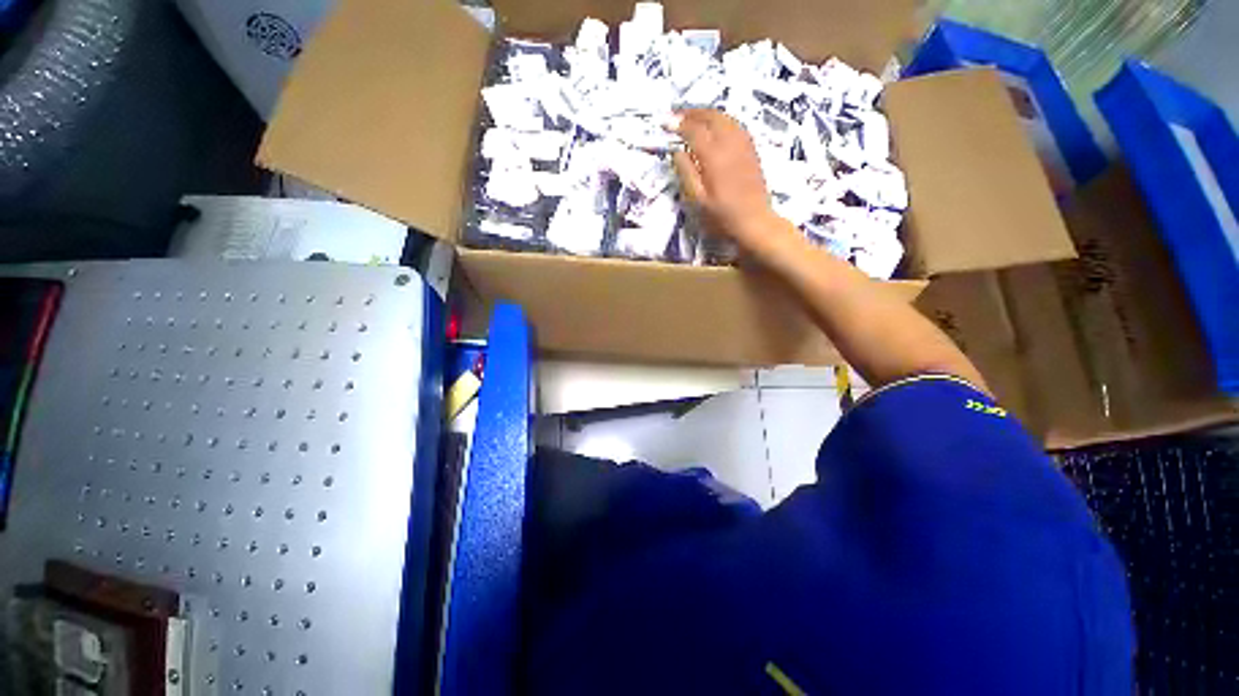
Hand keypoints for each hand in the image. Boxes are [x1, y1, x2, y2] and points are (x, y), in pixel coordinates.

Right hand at [672, 109, 787, 249]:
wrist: (754, 221)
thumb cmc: (722, 216)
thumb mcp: (698, 200)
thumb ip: (686, 173)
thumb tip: (677, 151)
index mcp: (714, 156)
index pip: (693, 130)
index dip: (678, 124)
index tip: (665, 121)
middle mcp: (730, 143)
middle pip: (711, 117)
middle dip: (692, 112)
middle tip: (677, 114)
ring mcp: (743, 144)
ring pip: (725, 117)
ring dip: (707, 113)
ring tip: (693, 117)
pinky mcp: (751, 149)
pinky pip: (735, 125)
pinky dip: (722, 119)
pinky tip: (716, 126)